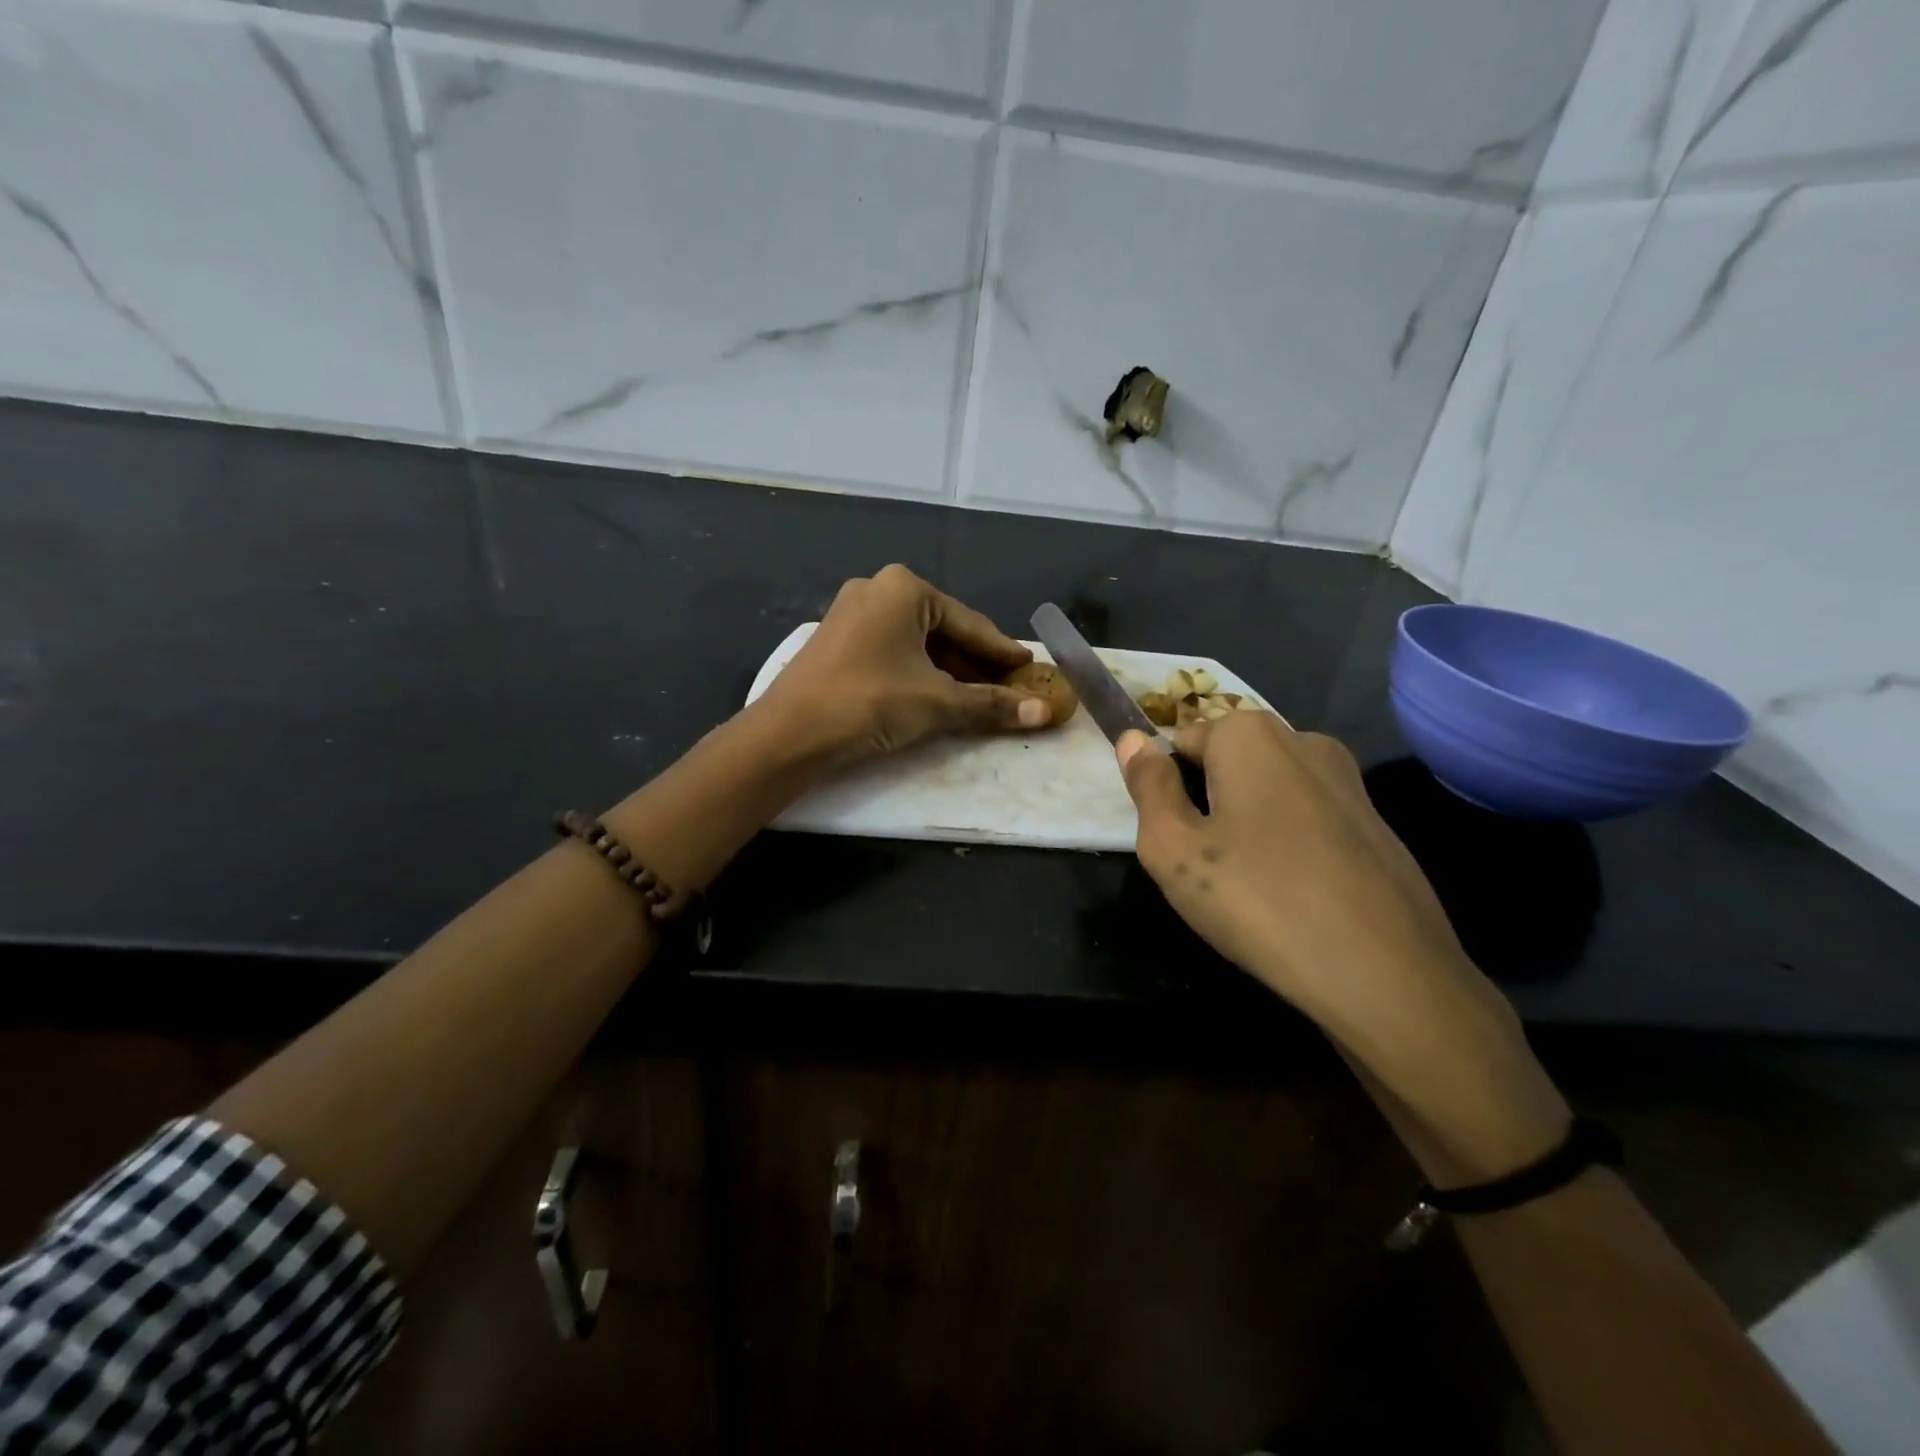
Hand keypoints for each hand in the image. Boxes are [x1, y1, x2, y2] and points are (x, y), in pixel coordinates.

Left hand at [759, 565, 1049, 765]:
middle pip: (944, 630)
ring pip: (917, 642)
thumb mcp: (937, 702)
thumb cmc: (869, 703)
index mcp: (904, 588)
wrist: (788, 734)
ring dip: (949, 670)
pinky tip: (937, 695)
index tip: (1031, 670)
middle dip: (977, 663)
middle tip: (1010, 688)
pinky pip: (893, 651)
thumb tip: (1045, 712)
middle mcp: (878, 589)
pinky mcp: (838, 640)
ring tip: (979, 697)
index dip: (1004, 652)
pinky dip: (919, 672)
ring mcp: (853, 613)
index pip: (970, 624)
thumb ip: (991, 704)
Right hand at [1117, 714, 1568, 1180]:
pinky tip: (1295, 896)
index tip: (1175, 838)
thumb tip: (1133, 738)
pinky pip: (1311, 819)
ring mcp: (1350, 782)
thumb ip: (1147, 786)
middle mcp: (1305, 741)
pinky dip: (1292, 844)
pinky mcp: (1378, 824)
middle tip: (1205, 867)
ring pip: (1271, 791)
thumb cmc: (1259, 901)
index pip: (1183, 740)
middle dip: (1209, 801)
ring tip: (1249, 886)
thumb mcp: (1173, 848)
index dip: (1168, 788)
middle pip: (1230, 761)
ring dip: (1249, 823)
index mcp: (1251, 735)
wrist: (1387, 976)